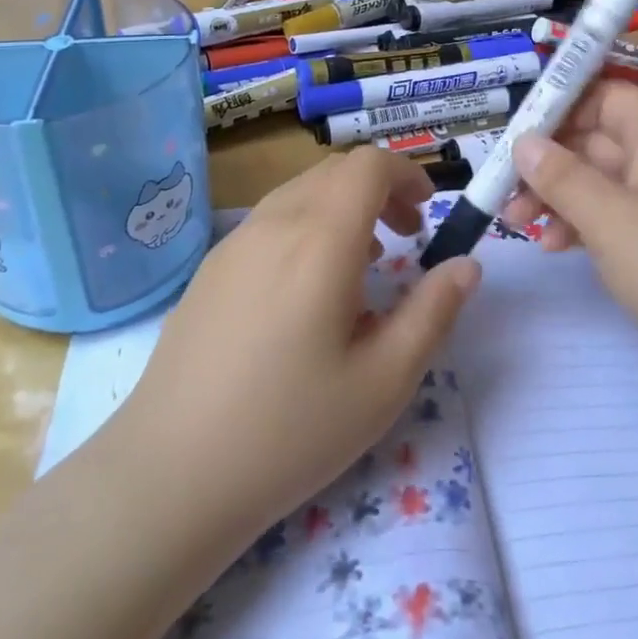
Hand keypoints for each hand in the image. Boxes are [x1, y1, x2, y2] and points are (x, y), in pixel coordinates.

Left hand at [122, 149, 479, 551]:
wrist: (170, 473)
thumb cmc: (290, 429)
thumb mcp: (384, 381)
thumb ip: (433, 312)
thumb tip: (467, 264)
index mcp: (320, 240)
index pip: (368, 165)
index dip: (406, 174)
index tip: (427, 212)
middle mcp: (275, 223)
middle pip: (335, 172)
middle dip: (380, 190)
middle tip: (405, 239)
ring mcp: (234, 242)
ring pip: (301, 192)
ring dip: (343, 208)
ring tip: (362, 265)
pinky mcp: (210, 267)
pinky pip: (270, 220)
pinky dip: (306, 226)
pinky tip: (307, 290)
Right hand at [501, 81, 637, 401]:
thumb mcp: (613, 220)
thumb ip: (562, 178)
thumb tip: (525, 142)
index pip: (603, 94)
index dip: (558, 106)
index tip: (513, 135)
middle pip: (595, 140)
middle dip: (546, 163)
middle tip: (503, 194)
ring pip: (600, 184)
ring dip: (558, 198)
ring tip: (519, 227)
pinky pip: (616, 221)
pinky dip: (583, 228)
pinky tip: (555, 249)